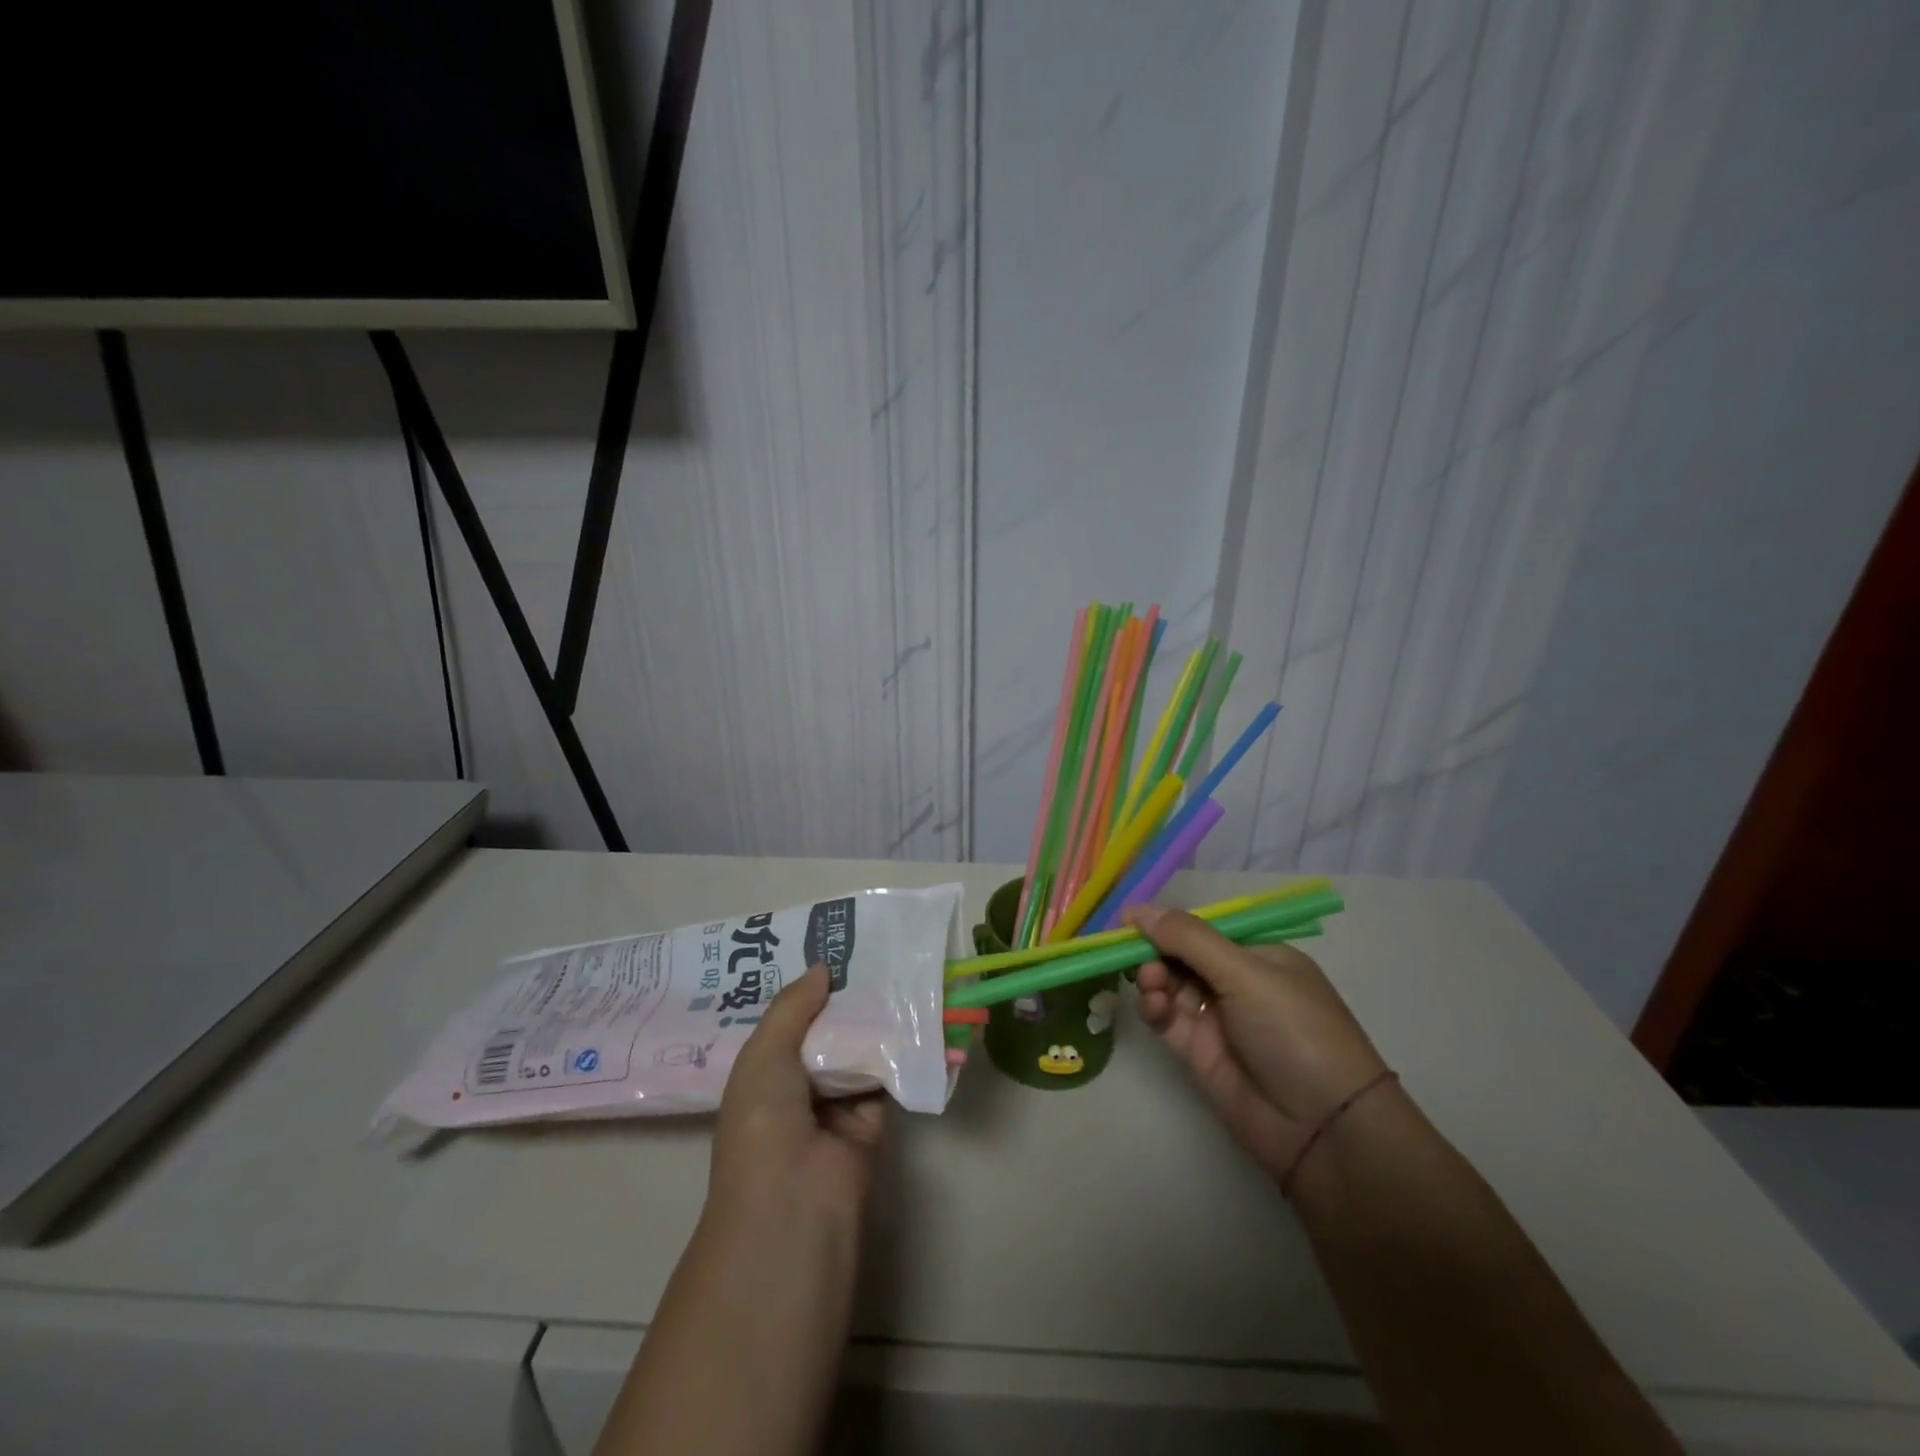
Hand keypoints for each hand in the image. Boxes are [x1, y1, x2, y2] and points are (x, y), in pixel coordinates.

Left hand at [708, 965, 885, 1231]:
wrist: (795, 1202)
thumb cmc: (764, 1122)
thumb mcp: (764, 1054)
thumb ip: (792, 1007)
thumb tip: (823, 968)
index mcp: (764, 1072)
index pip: (789, 1022)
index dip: (809, 990)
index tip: (834, 950)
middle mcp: (800, 1085)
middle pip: (828, 1032)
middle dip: (847, 999)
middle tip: (874, 952)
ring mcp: (837, 1103)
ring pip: (859, 1049)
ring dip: (876, 1019)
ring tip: (898, 969)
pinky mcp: (873, 1118)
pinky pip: (887, 1074)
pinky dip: (900, 1049)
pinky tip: (915, 1010)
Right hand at [1126, 903, 1386, 1182]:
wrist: (1321, 1128)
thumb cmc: (1294, 1031)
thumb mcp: (1246, 974)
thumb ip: (1189, 939)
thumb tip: (1137, 908)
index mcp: (1259, 956)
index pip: (1203, 929)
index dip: (1167, 923)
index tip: (1130, 921)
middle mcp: (1237, 983)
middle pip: (1181, 955)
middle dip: (1155, 951)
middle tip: (1137, 957)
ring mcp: (1217, 1018)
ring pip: (1170, 984)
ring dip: (1153, 978)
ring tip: (1151, 985)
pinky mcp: (1198, 1051)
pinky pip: (1166, 1018)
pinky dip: (1154, 1007)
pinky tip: (1154, 1006)